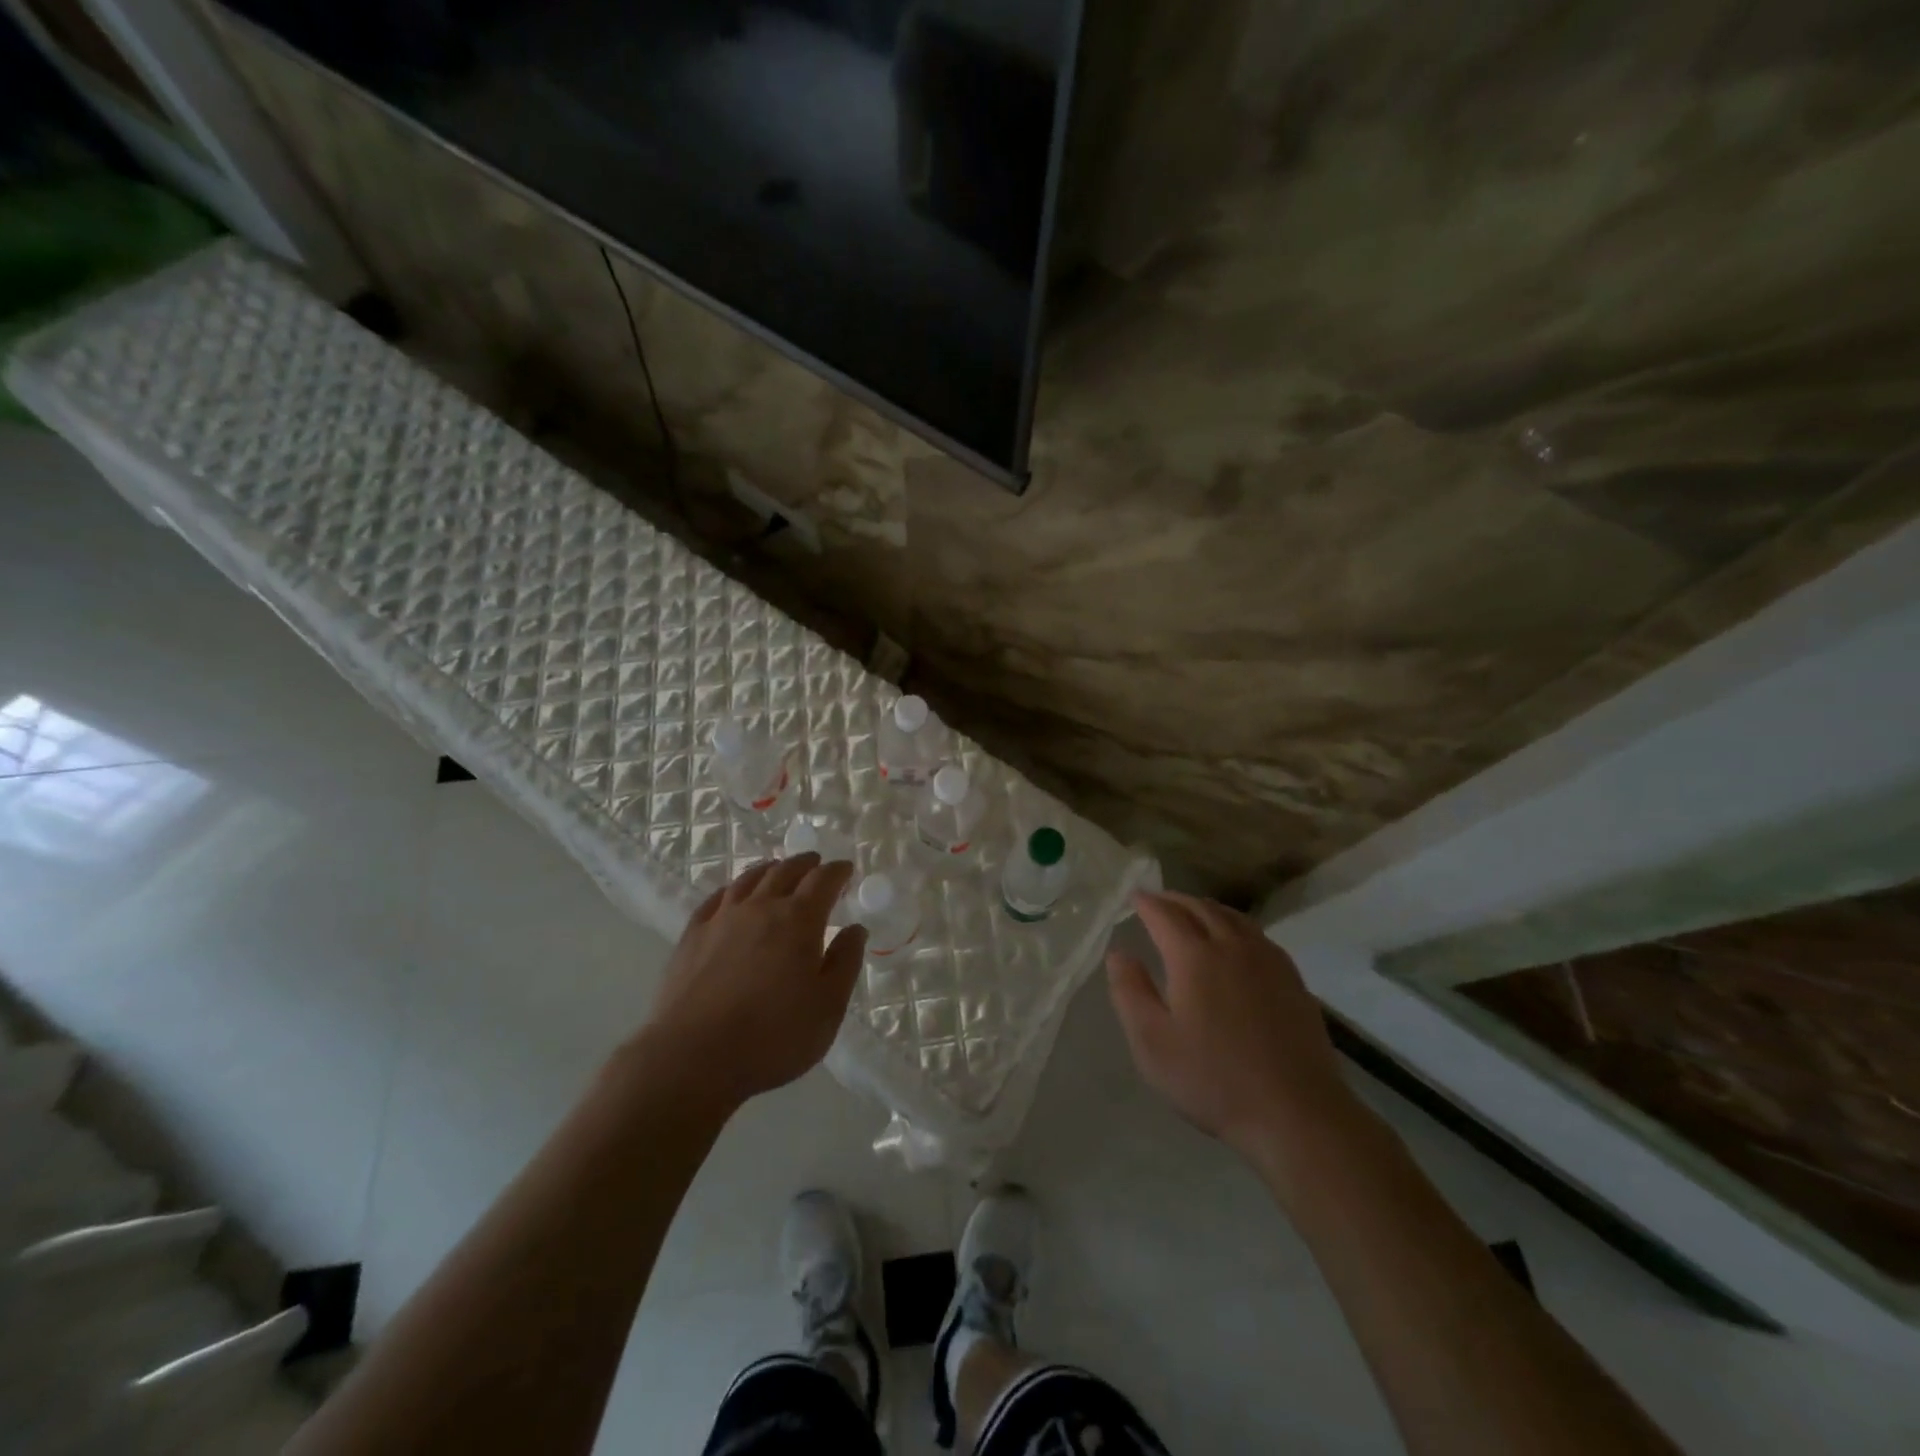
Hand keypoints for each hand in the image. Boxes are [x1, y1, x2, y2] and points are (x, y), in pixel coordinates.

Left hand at [637, 854, 866, 1111]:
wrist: (693, 1058)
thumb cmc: (773, 1037)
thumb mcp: (828, 1007)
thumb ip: (845, 962)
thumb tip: (855, 928)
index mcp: (799, 920)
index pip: (823, 880)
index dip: (837, 871)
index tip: (846, 869)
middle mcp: (760, 908)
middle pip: (785, 871)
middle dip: (805, 864)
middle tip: (815, 863)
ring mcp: (721, 919)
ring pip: (748, 880)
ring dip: (769, 869)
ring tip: (777, 870)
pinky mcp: (691, 937)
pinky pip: (715, 899)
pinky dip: (731, 889)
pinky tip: (731, 895)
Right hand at [1107, 891, 1356, 1163]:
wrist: (1296, 1112)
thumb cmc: (1213, 1079)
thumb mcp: (1152, 1043)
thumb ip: (1130, 992)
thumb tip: (1118, 953)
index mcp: (1194, 956)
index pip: (1165, 915)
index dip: (1147, 903)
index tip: (1134, 896)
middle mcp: (1232, 946)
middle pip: (1201, 908)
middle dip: (1176, 900)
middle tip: (1159, 900)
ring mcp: (1268, 961)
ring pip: (1233, 918)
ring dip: (1207, 908)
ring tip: (1193, 912)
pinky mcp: (1292, 980)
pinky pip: (1258, 936)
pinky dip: (1237, 925)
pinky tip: (1237, 941)